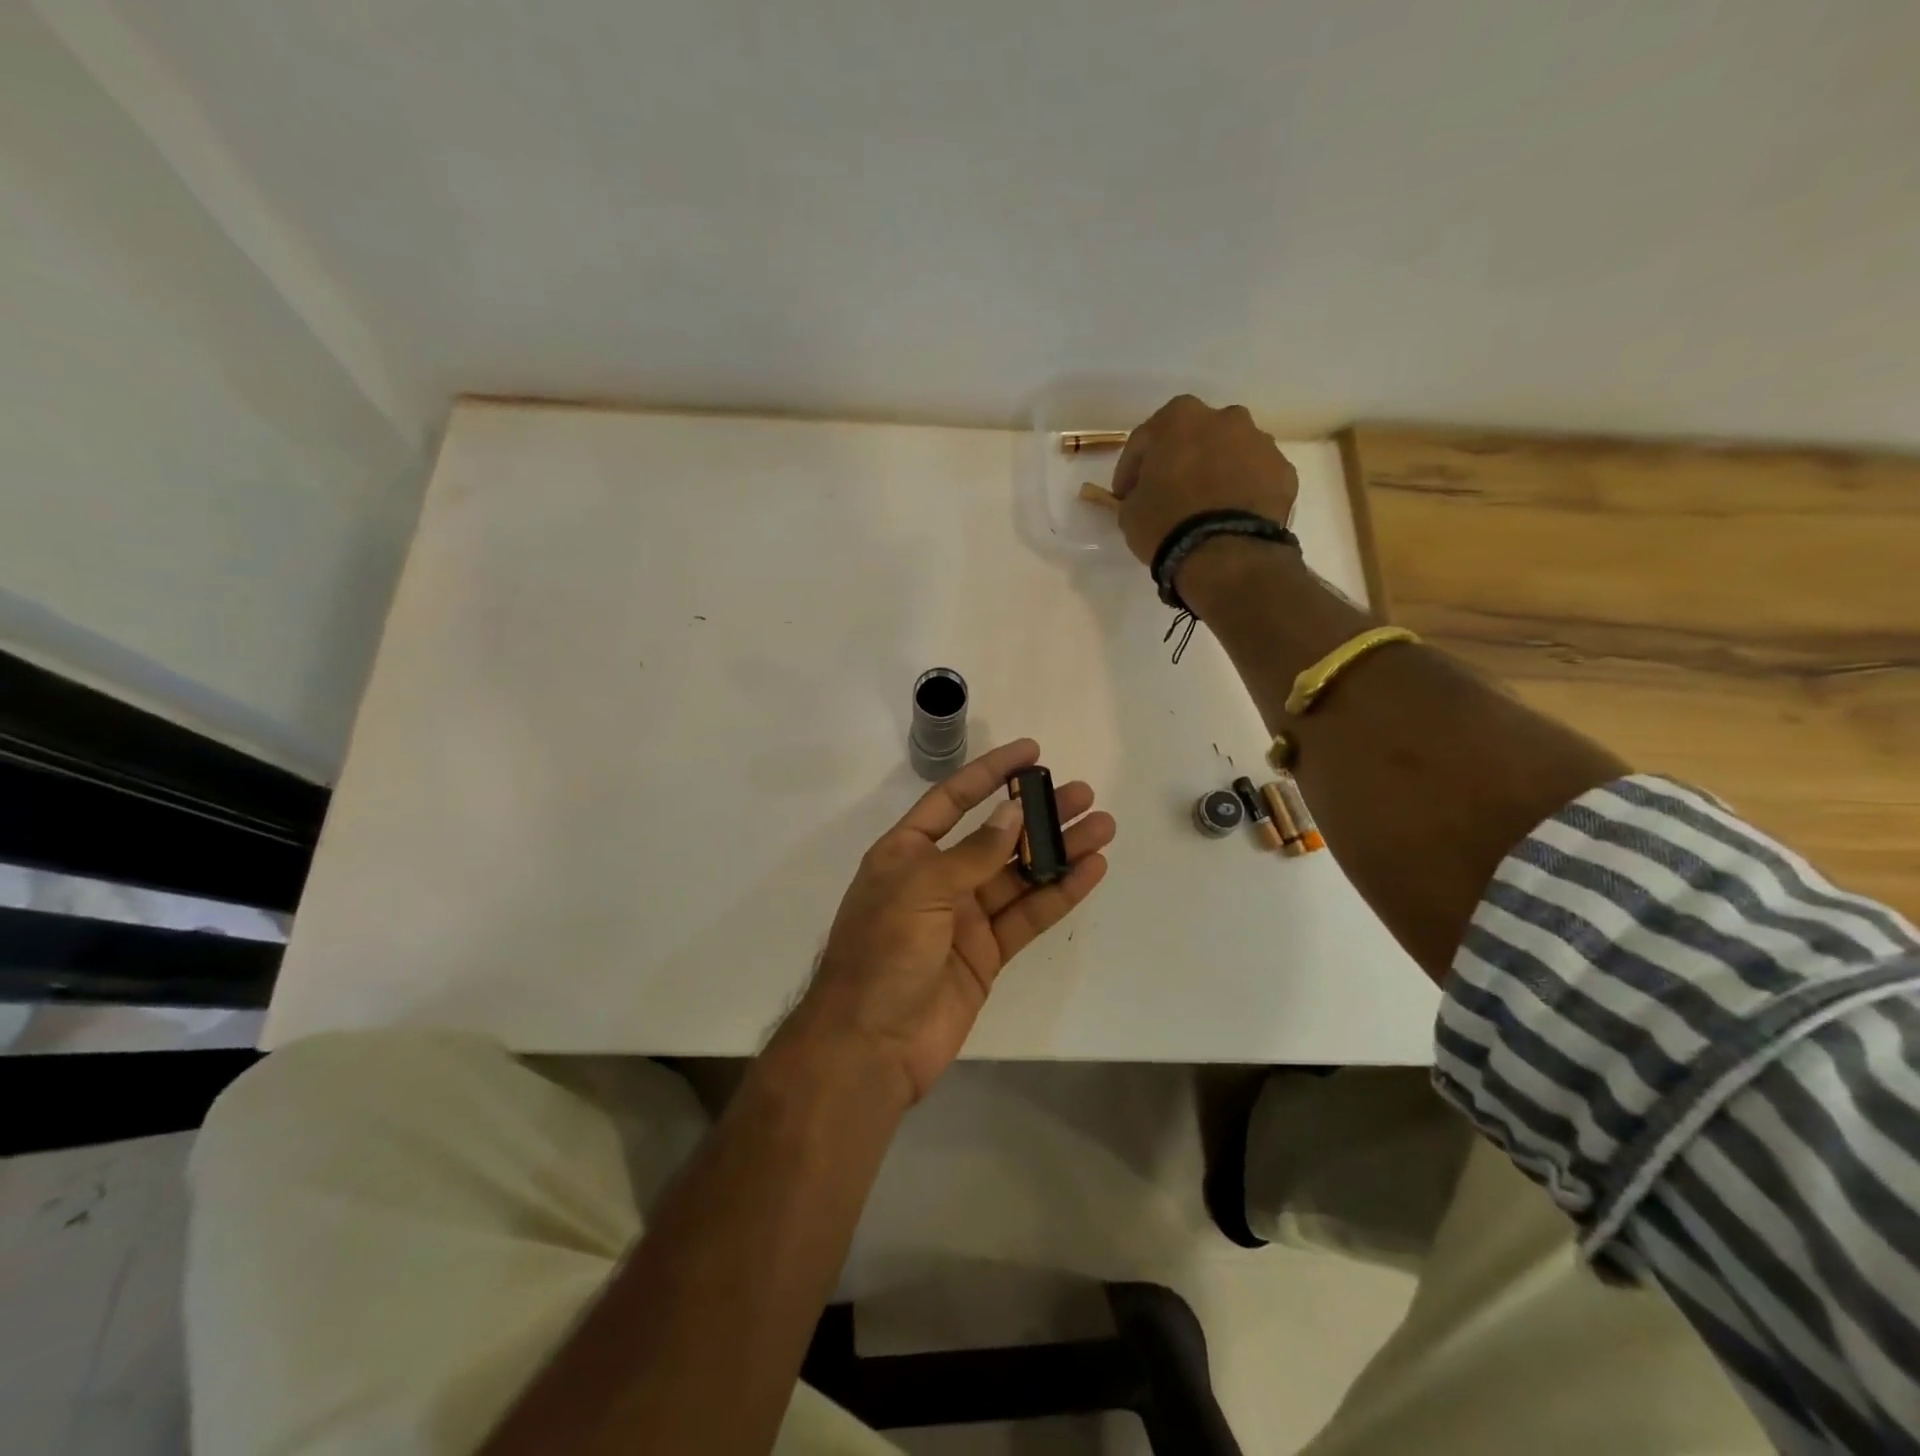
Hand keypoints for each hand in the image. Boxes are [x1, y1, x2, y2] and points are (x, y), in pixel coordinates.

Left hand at [779, 740, 1113, 1105]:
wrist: (871, 1044)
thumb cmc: (882, 952)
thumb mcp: (921, 889)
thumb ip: (973, 854)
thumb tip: (1013, 814)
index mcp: (907, 853)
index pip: (953, 800)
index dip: (990, 773)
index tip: (1031, 752)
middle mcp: (938, 879)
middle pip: (996, 836)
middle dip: (1037, 814)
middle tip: (1083, 795)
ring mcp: (964, 918)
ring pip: (1020, 875)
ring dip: (1059, 851)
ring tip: (1101, 827)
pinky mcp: (987, 953)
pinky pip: (1028, 915)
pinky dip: (1059, 893)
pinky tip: (1091, 870)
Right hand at [1110, 396, 1299, 568]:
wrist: (1226, 554)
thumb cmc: (1167, 525)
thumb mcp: (1130, 513)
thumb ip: (1135, 494)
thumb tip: (1143, 496)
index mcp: (1180, 418)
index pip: (1144, 440)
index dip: (1130, 470)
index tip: (1125, 495)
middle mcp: (1225, 418)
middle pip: (1194, 438)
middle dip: (1180, 461)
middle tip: (1168, 495)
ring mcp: (1260, 442)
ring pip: (1229, 454)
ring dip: (1215, 473)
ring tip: (1204, 508)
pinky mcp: (1284, 472)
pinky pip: (1254, 478)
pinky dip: (1242, 491)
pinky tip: (1231, 517)